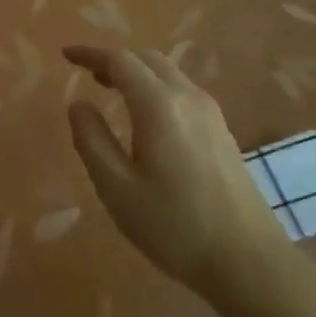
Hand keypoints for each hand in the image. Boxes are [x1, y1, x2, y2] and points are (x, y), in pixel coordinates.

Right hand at [64, 46, 287, 292]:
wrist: (249, 262)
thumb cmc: (174, 225)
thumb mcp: (117, 188)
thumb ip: (92, 140)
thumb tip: (79, 104)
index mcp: (159, 105)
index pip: (120, 61)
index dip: (90, 54)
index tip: (66, 55)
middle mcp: (187, 97)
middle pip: (147, 60)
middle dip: (114, 60)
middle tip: (88, 75)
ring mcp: (211, 113)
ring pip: (168, 74)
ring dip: (137, 73)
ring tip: (112, 91)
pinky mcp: (222, 132)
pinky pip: (182, 91)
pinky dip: (156, 88)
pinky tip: (148, 117)